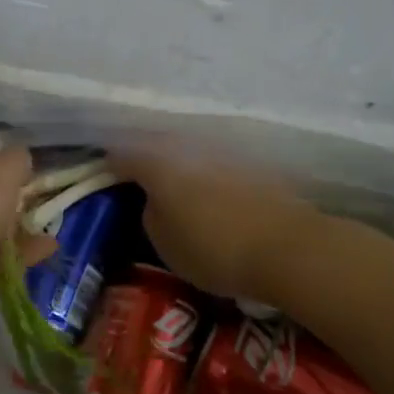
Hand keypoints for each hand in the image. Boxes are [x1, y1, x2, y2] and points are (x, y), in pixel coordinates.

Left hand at [0, 140, 54, 323]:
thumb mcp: (4, 165)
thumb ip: (17, 159)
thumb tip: (20, 164)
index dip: (1, 161)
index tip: (28, 174)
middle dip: (10, 200)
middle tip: (39, 205)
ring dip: (18, 230)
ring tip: (49, 232)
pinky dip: (16, 253)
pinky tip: (44, 251)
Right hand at [110, 143, 316, 303]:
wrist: (288, 247)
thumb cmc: (214, 249)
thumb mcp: (165, 243)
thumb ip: (150, 214)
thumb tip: (155, 200)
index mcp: (158, 164)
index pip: (122, 154)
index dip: (109, 167)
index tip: (105, 179)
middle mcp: (189, 147)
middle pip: (156, 144)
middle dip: (144, 158)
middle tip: (137, 179)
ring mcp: (223, 151)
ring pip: (188, 150)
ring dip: (177, 163)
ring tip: (174, 186)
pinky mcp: (252, 163)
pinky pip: (216, 162)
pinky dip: (206, 173)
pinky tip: (210, 192)